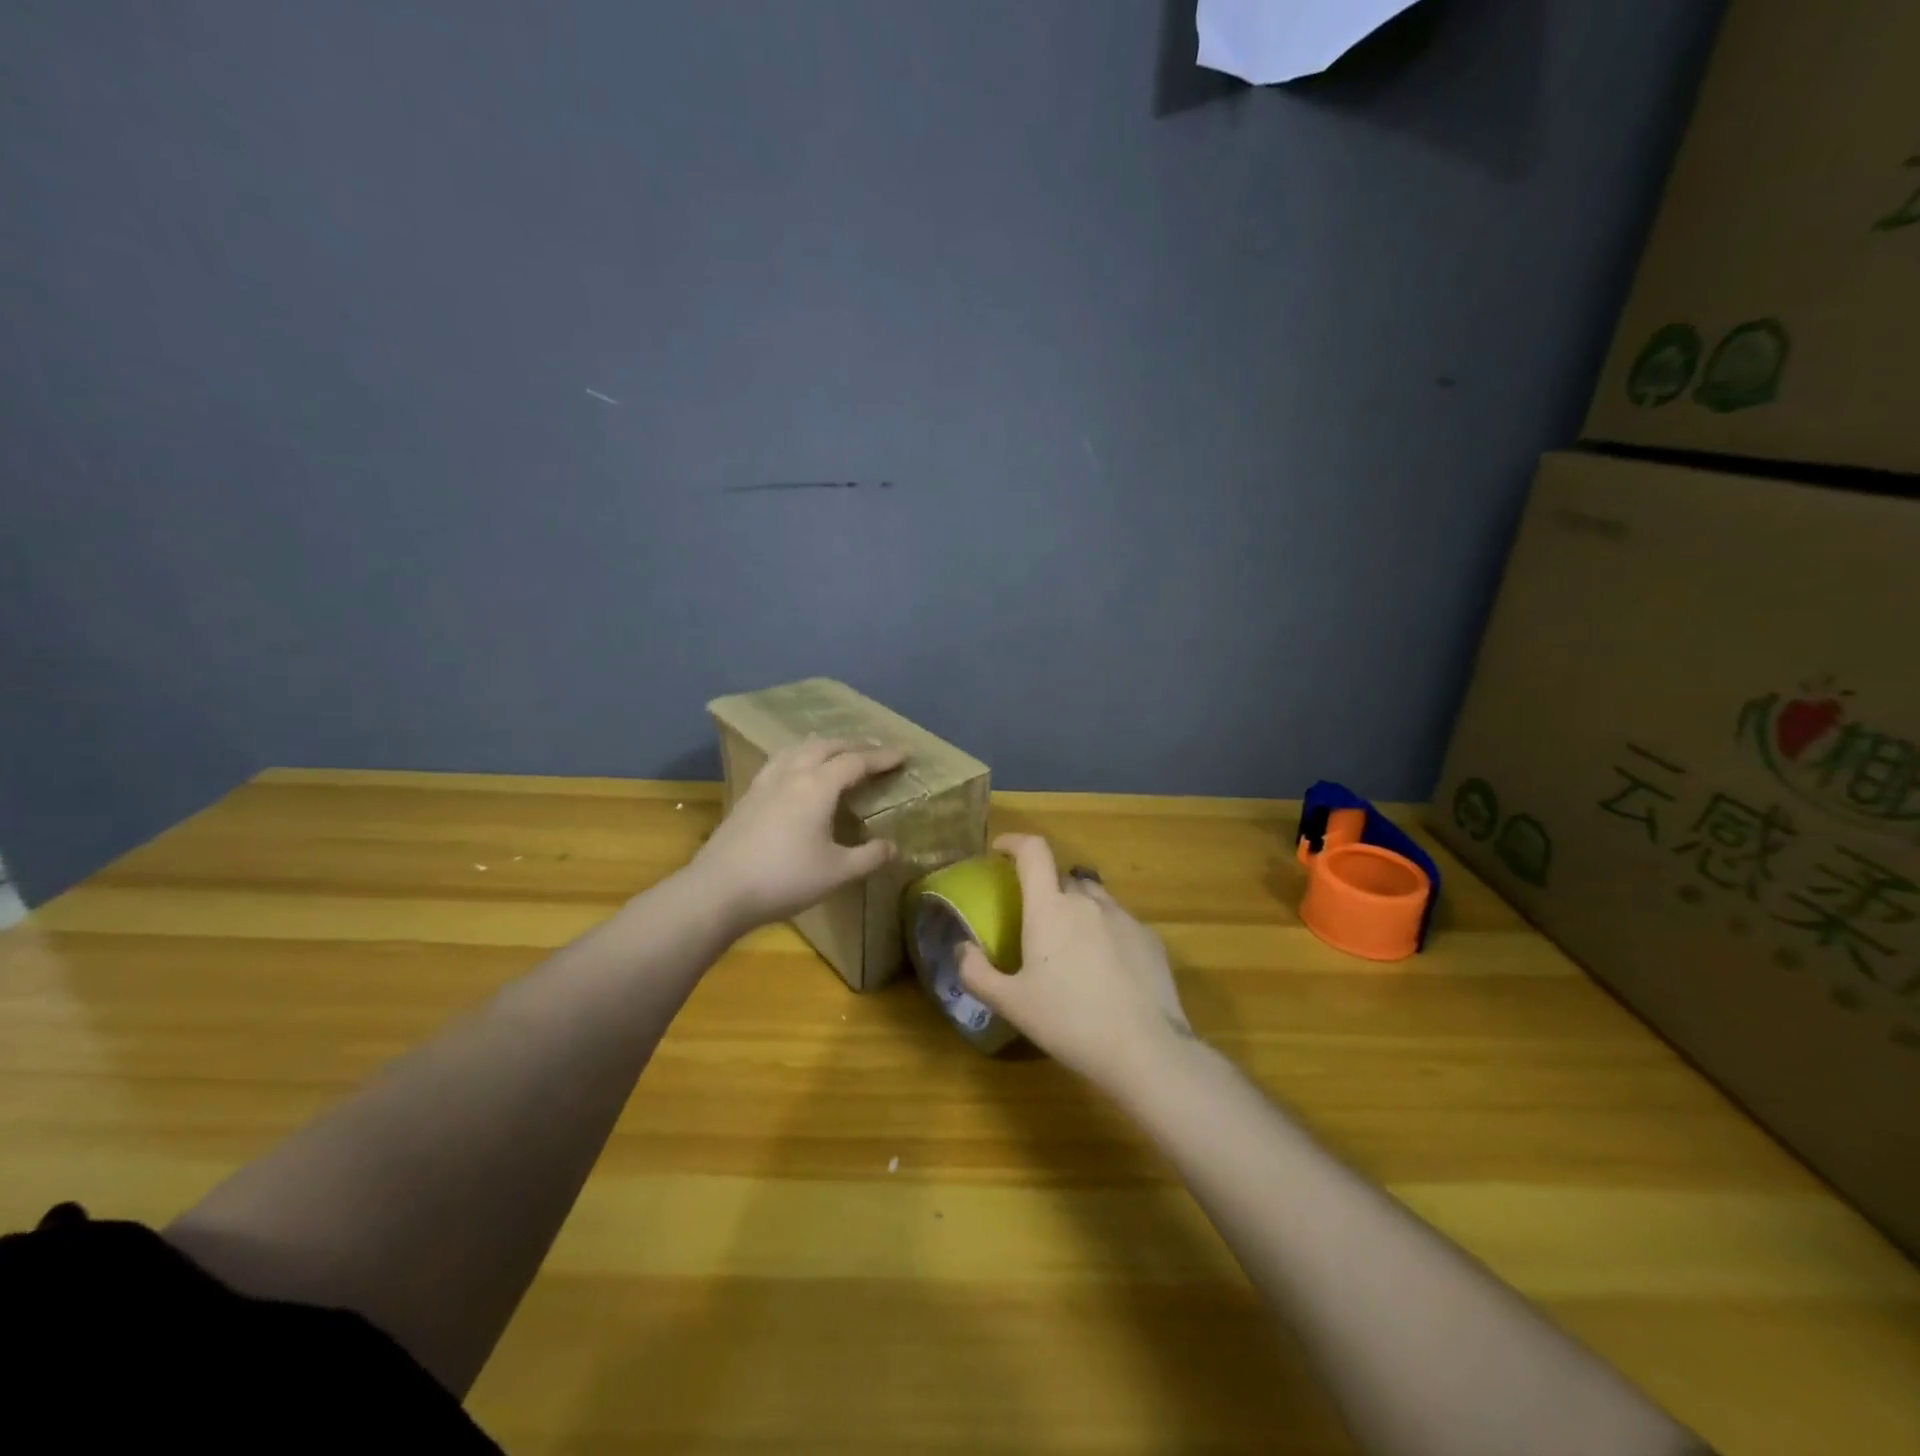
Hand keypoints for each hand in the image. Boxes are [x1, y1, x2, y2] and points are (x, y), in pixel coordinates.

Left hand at [688, 735, 905, 931]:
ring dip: (822, 746)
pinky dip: (798, 758)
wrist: (719, 891)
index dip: (882, 756)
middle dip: (853, 745)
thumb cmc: (784, 879)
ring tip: (835, 753)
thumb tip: (892, 846)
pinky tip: (795, 774)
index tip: (904, 753)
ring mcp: (765, 784)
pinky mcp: (747, 797)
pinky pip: (778, 762)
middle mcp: (791, 775)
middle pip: (825, 747)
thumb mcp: (837, 872)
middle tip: (874, 752)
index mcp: (817, 787)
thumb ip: (869, 857)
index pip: (856, 761)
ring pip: (797, 749)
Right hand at [958, 833, 1192, 1089]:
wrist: (1144, 1049)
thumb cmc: (1068, 1022)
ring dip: (1078, 908)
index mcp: (1050, 908)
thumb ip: (977, 972)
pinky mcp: (1150, 939)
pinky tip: (1106, 970)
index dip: (1014, 842)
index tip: (1001, 850)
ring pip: (1094, 898)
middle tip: (1035, 921)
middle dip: (1045, 889)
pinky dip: (1106, 932)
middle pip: (1062, 877)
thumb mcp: (1011, 1004)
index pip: (1033, 851)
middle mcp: (1088, 901)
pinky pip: (1120, 922)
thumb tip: (961, 947)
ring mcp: (1124, 917)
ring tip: (1072, 945)